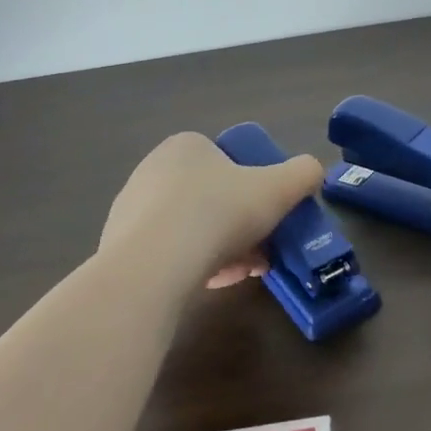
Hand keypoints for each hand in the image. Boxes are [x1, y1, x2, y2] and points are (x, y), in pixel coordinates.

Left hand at [100, 132, 323, 290]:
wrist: (153, 267)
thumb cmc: (219, 213)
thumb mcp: (278, 188)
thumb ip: (303, 173)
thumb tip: (312, 172)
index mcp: (186, 146)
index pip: (227, 163)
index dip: (254, 191)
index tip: (269, 220)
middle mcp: (153, 169)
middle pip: (211, 198)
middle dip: (239, 226)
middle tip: (260, 253)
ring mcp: (131, 208)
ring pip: (190, 228)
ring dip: (219, 249)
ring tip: (239, 274)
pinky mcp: (118, 247)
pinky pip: (166, 253)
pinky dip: (191, 266)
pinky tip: (208, 284)